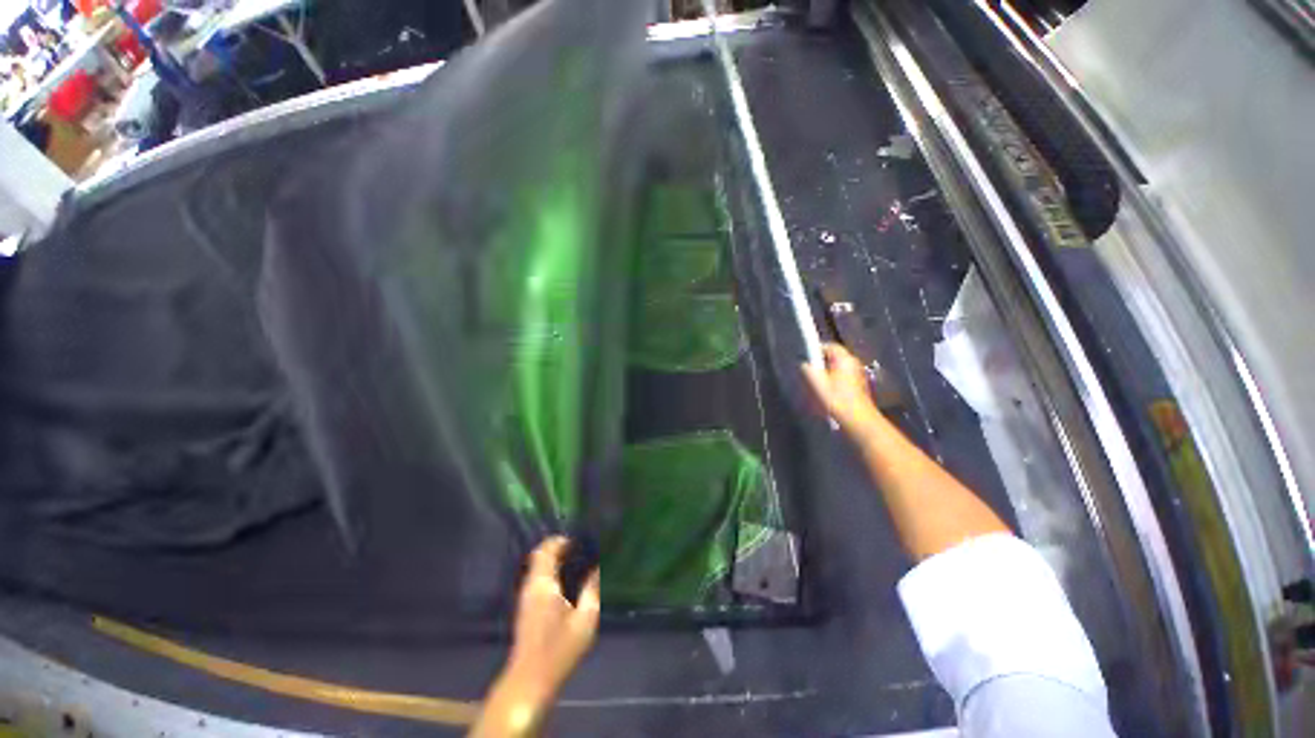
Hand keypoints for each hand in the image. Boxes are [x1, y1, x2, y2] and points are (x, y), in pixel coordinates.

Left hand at [472, 537, 599, 736]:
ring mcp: (525, 597)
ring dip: (553, 560)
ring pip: (536, 567)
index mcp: (543, 584)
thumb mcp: (586, 619)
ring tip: (575, 564)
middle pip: (539, 555)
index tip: (579, 541)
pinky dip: (549, 572)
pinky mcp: (525, 608)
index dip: (561, 540)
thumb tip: (598, 566)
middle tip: (579, 550)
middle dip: (557, 548)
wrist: (530, 681)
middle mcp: (530, 586)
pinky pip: (536, 578)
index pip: (546, 549)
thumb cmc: (560, 649)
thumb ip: (592, 588)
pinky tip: (565, 583)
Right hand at [802, 343, 882, 435]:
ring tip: (817, 384)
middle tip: (809, 372)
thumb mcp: (816, 382)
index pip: (829, 346)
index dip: (815, 350)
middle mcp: (853, 363)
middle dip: (821, 363)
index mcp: (844, 358)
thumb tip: (804, 363)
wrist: (857, 419)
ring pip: (838, 368)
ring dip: (827, 373)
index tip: (805, 359)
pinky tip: (827, 392)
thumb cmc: (835, 398)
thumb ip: (808, 369)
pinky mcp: (859, 385)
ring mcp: (858, 374)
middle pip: (834, 357)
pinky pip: (843, 377)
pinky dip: (834, 381)